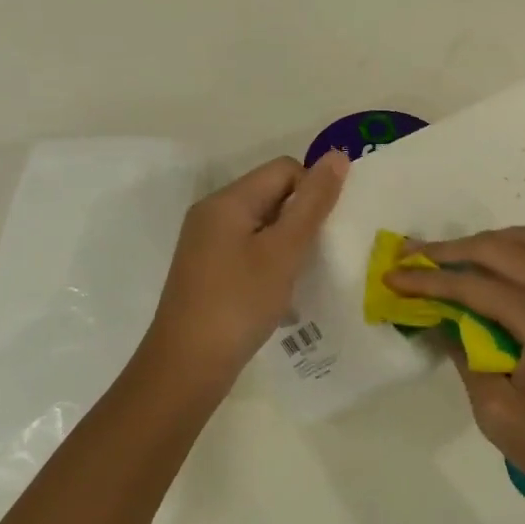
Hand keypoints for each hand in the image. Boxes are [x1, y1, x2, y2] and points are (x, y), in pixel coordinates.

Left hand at [136, 152, 348, 401]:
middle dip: (301, 217)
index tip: (325, 231)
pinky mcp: (208, 269)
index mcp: (227, 200)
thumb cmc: (239, 303)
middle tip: (317, 254)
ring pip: (262, 224)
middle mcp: (212, 213)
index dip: (312, 191)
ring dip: (288, 242)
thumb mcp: (283, 251)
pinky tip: (279, 291)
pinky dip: (270, 261)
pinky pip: (249, 248)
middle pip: (271, 193)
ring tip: (301, 274)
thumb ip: (313, 203)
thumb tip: (338, 156)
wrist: (186, 367)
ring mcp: (207, 243)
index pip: (284, 169)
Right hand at [386, 224, 524, 523]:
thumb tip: (446, 322)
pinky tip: (504, 272)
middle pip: (502, 249)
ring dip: (493, 241)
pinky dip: (524, 251)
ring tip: (459, 257)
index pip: (474, 285)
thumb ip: (467, 359)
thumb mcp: (501, 416)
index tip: (392, 276)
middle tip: (414, 255)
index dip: (428, 280)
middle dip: (452, 250)